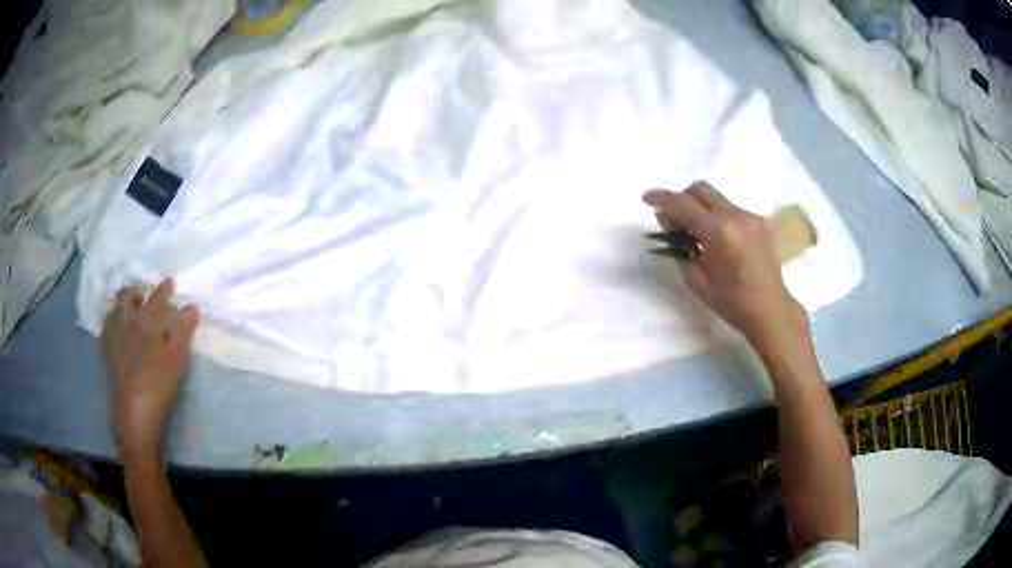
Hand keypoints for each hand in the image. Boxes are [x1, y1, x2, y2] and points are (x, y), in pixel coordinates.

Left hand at [101, 278, 198, 460]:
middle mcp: (126, 323)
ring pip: (115, 311)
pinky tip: (117, 330)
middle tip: (145, 295)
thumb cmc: (159, 385)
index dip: (164, 289)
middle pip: (128, 297)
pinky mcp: (107, 355)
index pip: (157, 298)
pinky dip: (112, 323)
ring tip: (131, 310)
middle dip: (137, 292)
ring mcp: (114, 338)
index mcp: (145, 321)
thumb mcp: (177, 359)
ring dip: (123, 305)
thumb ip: (183, 330)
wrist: (135, 416)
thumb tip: (192, 306)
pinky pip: (107, 329)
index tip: (170, 282)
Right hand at [643, 182, 808, 347]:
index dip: (661, 198)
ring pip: (717, 198)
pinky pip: (731, 210)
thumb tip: (672, 227)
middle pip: (700, 189)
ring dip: (701, 209)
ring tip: (697, 235)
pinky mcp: (759, 222)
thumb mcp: (697, 280)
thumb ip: (681, 249)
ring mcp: (750, 216)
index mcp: (719, 231)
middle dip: (682, 198)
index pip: (683, 203)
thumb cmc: (732, 302)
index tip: (646, 198)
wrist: (771, 309)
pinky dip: (718, 217)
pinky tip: (719, 241)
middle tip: (674, 221)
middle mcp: (736, 215)